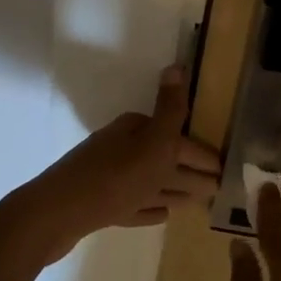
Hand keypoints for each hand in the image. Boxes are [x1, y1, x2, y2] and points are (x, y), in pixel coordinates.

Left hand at [0, 67, 221, 264]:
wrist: (54, 215)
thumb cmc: (112, 177)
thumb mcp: (151, 142)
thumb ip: (170, 109)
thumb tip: (177, 65)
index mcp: (135, 131)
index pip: (178, 138)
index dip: (203, 154)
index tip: (226, 169)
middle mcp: (122, 149)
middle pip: (165, 159)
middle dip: (191, 172)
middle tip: (219, 188)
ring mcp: (109, 178)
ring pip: (151, 181)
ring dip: (174, 189)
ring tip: (198, 202)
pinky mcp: (99, 205)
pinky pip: (134, 203)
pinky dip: (149, 208)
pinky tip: (163, 215)